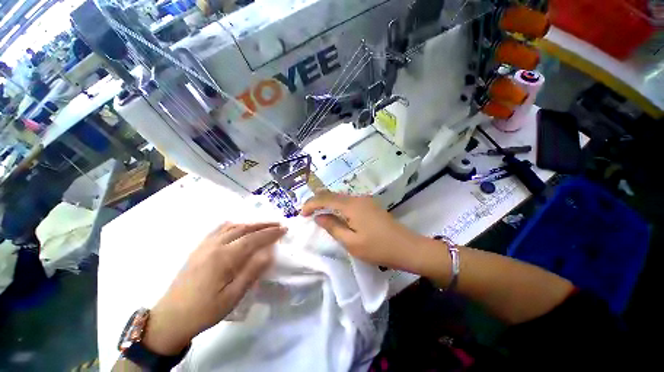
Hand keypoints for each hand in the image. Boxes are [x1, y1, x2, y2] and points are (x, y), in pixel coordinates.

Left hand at [142, 222, 286, 354]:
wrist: (170, 318)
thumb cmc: (204, 311)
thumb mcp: (232, 297)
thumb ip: (251, 272)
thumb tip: (269, 253)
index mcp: (224, 258)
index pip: (253, 239)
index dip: (270, 233)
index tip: (284, 229)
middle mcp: (215, 246)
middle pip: (244, 229)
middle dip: (264, 225)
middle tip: (278, 224)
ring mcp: (205, 245)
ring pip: (232, 226)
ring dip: (251, 223)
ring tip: (263, 225)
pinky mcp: (199, 248)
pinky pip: (219, 229)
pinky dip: (234, 225)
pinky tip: (238, 226)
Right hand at [301, 191, 428, 271]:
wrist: (407, 247)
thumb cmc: (378, 248)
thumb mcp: (351, 242)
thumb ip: (333, 227)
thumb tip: (319, 217)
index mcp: (351, 206)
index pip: (326, 198)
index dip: (311, 204)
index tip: (302, 213)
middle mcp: (357, 198)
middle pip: (333, 194)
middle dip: (318, 201)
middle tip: (307, 211)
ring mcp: (365, 200)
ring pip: (341, 197)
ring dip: (328, 202)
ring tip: (317, 211)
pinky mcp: (370, 205)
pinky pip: (349, 201)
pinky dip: (338, 205)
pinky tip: (335, 213)